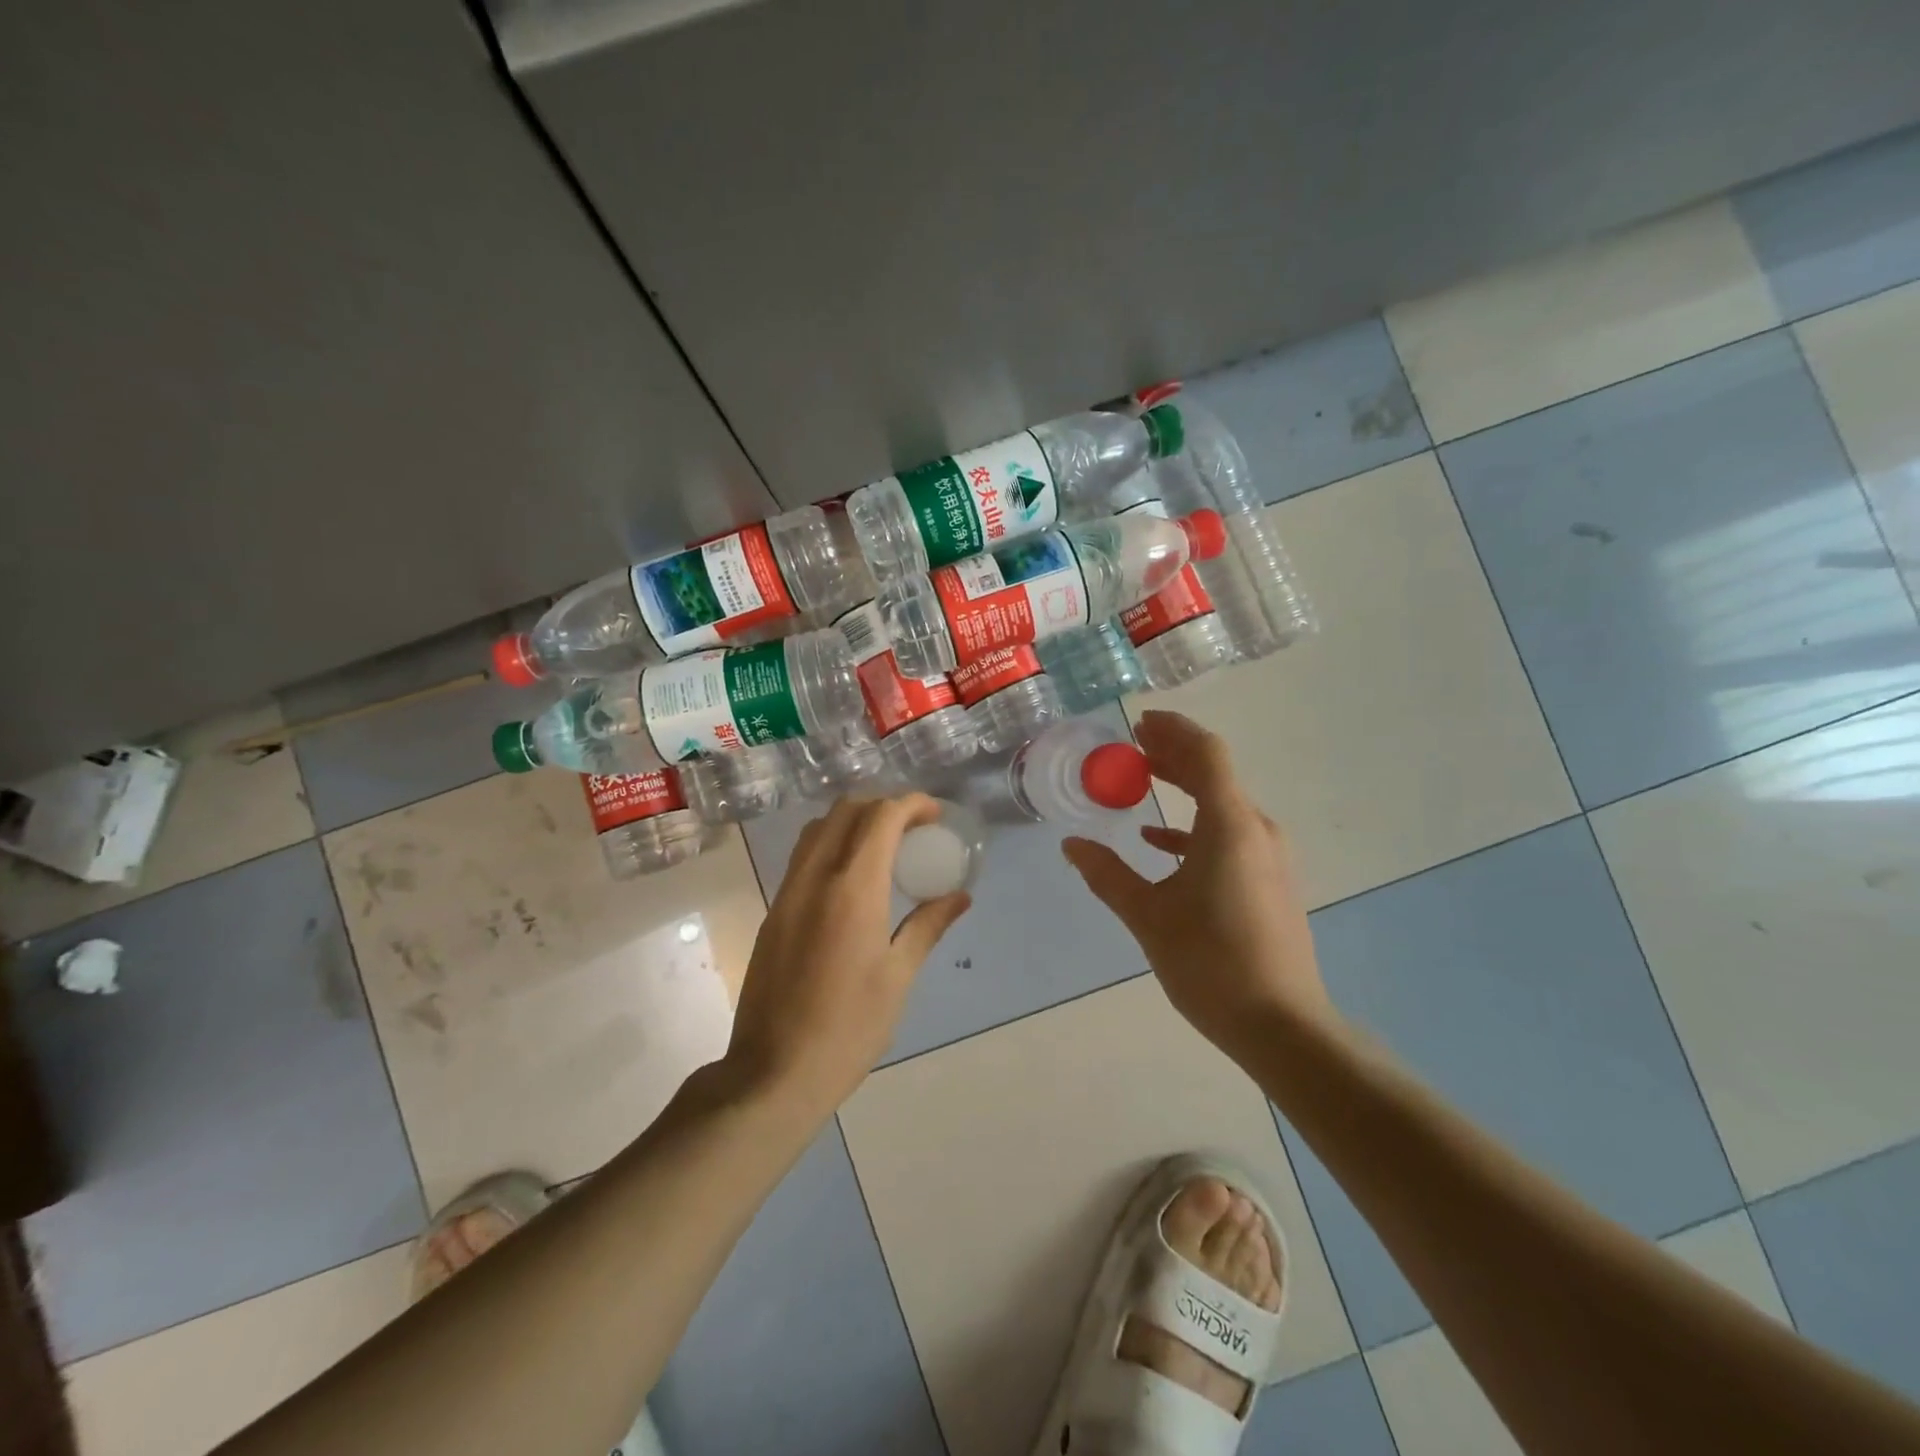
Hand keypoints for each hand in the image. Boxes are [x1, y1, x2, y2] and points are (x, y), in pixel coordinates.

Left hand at [726, 794, 969, 1116]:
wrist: (774, 1072)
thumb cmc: (849, 1028)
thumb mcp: (898, 977)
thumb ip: (927, 926)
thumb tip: (959, 896)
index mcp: (853, 889)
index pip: (881, 817)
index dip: (912, 804)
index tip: (935, 815)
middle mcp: (815, 877)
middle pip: (845, 810)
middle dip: (883, 805)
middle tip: (914, 828)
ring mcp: (788, 892)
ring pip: (819, 829)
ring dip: (854, 821)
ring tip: (885, 847)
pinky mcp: (774, 911)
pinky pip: (804, 856)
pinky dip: (833, 845)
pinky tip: (854, 879)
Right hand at [1061, 711, 1334, 1056]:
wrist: (1282, 1025)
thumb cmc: (1211, 963)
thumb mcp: (1148, 916)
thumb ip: (1108, 874)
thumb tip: (1072, 844)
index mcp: (1229, 825)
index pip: (1206, 753)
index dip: (1173, 731)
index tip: (1139, 723)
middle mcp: (1256, 830)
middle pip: (1215, 773)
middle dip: (1174, 754)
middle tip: (1135, 744)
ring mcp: (1269, 856)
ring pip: (1222, 803)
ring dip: (1184, 787)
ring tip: (1142, 780)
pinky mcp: (1270, 880)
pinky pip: (1230, 834)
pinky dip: (1194, 827)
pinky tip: (1160, 841)